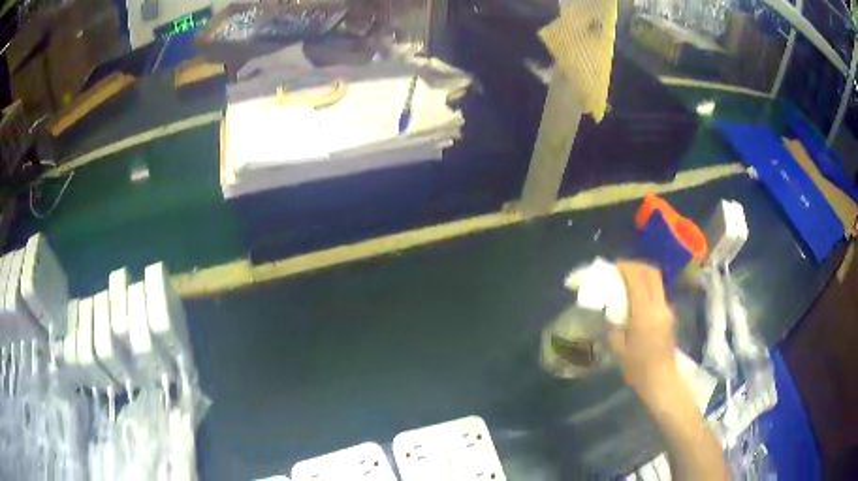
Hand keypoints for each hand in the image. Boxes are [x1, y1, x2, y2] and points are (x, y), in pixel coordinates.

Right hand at [608, 261, 678, 404]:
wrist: (661, 379)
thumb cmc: (637, 368)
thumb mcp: (619, 348)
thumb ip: (613, 325)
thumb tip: (608, 311)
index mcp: (645, 314)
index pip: (637, 279)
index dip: (625, 268)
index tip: (613, 266)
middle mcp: (659, 306)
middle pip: (651, 273)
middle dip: (636, 266)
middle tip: (621, 269)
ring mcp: (667, 309)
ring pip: (656, 281)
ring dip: (642, 276)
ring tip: (627, 282)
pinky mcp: (669, 315)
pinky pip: (658, 292)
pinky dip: (646, 288)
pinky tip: (636, 299)